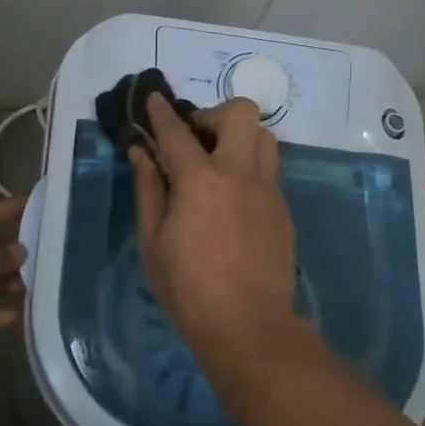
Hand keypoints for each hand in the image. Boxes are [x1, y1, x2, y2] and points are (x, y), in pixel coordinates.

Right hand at [129, 95, 294, 360]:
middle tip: (196, 138)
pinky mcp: (283, 207)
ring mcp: (268, 188)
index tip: (154, 99)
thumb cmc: (188, 288)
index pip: (178, 131)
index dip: (162, 112)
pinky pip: (269, 169)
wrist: (248, 326)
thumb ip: (148, 188)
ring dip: (239, 136)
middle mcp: (240, 172)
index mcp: (200, 180)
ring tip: (218, 161)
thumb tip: (141, 152)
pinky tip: (233, 196)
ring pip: (264, 136)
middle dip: (214, 113)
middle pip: (240, 112)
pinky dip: (249, 166)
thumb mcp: (154, 240)